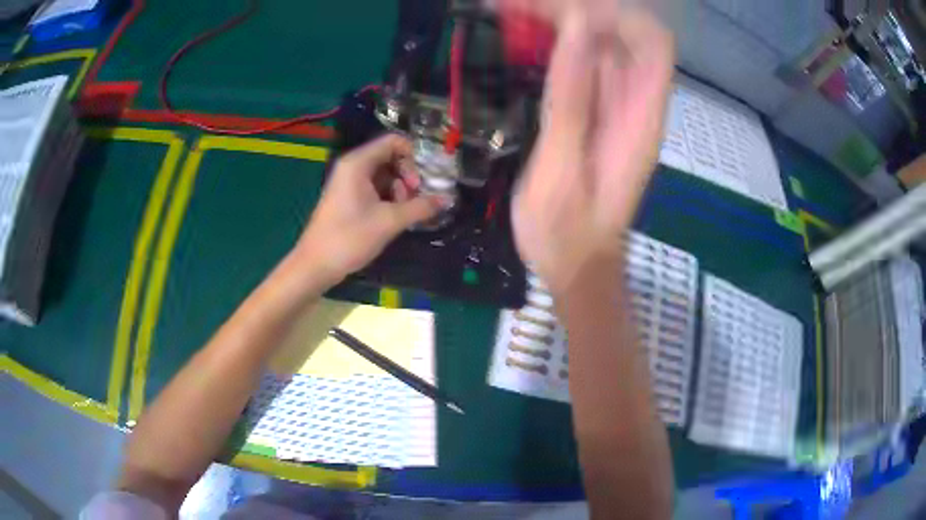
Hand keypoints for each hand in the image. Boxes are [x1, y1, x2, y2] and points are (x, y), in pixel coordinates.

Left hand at [292, 134, 445, 286]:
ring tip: (403, 214)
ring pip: (384, 175)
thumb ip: (420, 207)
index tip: (421, 182)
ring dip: (399, 191)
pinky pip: (374, 188)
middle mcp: (352, 166)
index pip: (393, 142)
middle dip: (407, 176)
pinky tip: (394, 217)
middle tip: (414, 200)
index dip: (413, 157)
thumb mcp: (389, 222)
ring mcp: (348, 182)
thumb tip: (446, 200)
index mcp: (358, 163)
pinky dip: (387, 199)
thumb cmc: (350, 238)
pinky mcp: (347, 198)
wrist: (316, 265)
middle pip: (390, 157)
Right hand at [512, 7, 673, 294]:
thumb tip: (578, 28)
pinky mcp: (593, 110)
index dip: (616, 14)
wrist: (576, 264)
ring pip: (599, 41)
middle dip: (576, 9)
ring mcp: (614, 104)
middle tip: (518, 8)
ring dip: (559, 19)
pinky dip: (553, 40)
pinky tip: (519, 38)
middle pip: (623, 32)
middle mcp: (634, 102)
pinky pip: (580, 61)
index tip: (565, 13)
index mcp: (640, 116)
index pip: (652, 41)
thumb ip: (571, 98)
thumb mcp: (562, 170)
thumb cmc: (568, 232)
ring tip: (509, 12)